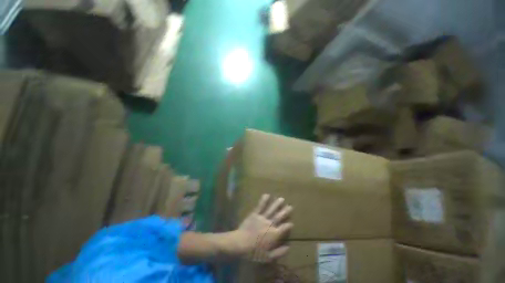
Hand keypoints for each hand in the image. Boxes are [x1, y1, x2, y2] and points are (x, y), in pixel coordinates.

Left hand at [235, 194, 292, 262]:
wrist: (241, 243)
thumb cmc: (254, 252)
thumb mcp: (268, 257)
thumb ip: (279, 252)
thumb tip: (289, 247)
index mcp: (274, 234)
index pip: (284, 228)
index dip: (288, 225)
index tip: (291, 223)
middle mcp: (270, 224)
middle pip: (279, 216)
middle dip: (285, 211)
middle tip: (290, 206)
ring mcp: (262, 218)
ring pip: (271, 210)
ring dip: (277, 204)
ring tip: (282, 199)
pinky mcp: (255, 214)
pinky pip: (260, 206)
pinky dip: (263, 200)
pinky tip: (267, 195)